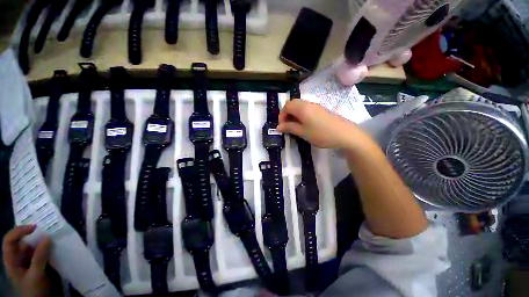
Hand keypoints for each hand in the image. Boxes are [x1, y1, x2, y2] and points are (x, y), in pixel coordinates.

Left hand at [2, 225, 51, 296]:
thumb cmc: (34, 290)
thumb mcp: (36, 275)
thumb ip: (40, 257)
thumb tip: (48, 237)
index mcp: (12, 260)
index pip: (10, 240)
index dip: (19, 231)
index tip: (34, 227)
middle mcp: (18, 258)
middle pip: (22, 241)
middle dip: (33, 234)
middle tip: (46, 228)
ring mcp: (29, 262)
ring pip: (34, 246)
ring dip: (42, 240)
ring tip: (53, 235)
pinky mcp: (39, 264)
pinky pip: (42, 252)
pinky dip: (48, 247)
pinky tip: (56, 246)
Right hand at [277, 99, 366, 148]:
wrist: (345, 134)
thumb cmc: (321, 134)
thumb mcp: (303, 132)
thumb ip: (289, 128)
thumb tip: (278, 127)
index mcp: (302, 108)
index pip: (286, 106)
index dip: (281, 115)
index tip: (282, 126)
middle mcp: (308, 104)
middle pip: (292, 104)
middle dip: (287, 114)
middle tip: (287, 126)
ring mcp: (316, 106)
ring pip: (300, 106)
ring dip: (294, 115)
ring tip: (295, 126)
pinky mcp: (321, 110)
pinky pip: (307, 109)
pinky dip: (301, 115)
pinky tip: (305, 125)